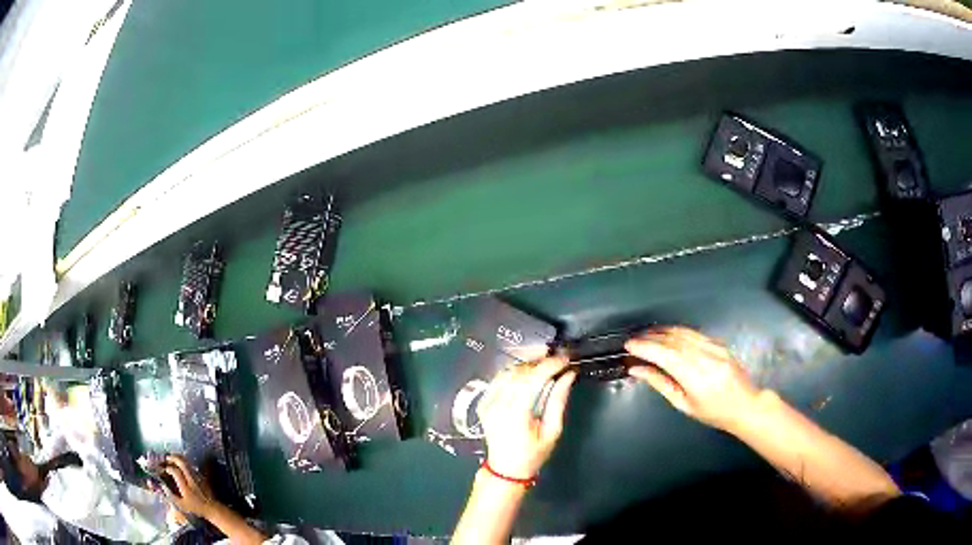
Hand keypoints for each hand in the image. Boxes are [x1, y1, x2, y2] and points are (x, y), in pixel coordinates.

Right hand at [161, 455, 216, 518]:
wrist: (213, 508)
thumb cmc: (196, 508)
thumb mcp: (182, 505)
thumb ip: (171, 496)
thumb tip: (163, 486)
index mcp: (185, 486)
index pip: (175, 471)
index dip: (168, 468)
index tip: (163, 469)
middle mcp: (191, 478)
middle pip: (181, 462)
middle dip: (172, 458)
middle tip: (166, 458)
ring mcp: (197, 476)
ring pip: (187, 462)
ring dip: (178, 458)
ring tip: (172, 458)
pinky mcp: (201, 476)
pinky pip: (191, 465)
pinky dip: (184, 462)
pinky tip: (181, 465)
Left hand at [477, 357, 576, 478]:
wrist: (505, 469)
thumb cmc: (532, 454)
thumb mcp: (552, 431)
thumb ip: (558, 401)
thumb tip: (568, 376)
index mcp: (515, 413)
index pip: (532, 379)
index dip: (550, 365)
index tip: (565, 359)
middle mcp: (497, 404)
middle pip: (518, 372)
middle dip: (539, 361)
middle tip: (557, 357)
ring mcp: (487, 403)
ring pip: (507, 372)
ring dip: (527, 364)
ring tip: (545, 362)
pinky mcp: (484, 403)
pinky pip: (499, 380)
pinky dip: (515, 372)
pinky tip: (528, 372)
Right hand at [625, 326, 760, 431]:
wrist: (745, 405)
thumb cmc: (713, 412)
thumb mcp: (684, 404)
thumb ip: (660, 383)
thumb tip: (636, 369)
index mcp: (696, 378)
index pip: (666, 355)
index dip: (646, 347)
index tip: (629, 345)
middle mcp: (706, 358)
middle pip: (673, 340)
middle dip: (651, 337)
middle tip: (634, 339)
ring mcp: (715, 347)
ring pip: (683, 333)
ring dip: (662, 331)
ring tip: (646, 335)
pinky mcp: (719, 343)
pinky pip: (694, 333)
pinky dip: (677, 331)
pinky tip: (667, 334)